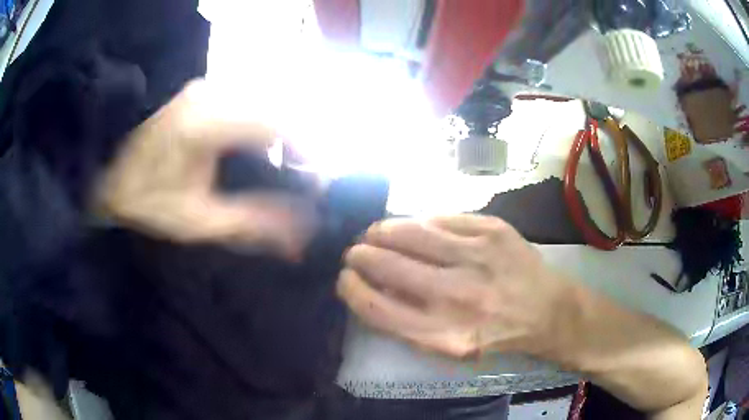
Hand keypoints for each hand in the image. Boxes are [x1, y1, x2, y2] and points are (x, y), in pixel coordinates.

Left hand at [95, 80, 316, 258]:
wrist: (107, 175)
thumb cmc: (145, 201)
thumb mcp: (196, 222)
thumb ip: (251, 223)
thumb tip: (300, 232)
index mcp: (204, 124)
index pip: (276, 124)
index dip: (307, 150)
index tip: (320, 181)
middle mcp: (210, 94)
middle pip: (275, 109)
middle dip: (299, 143)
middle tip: (306, 178)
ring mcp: (206, 88)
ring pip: (263, 103)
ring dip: (282, 133)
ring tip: (288, 166)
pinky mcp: (203, 91)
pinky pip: (247, 102)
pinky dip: (262, 126)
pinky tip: (260, 149)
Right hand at [337, 214, 573, 357]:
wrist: (547, 311)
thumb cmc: (495, 335)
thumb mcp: (449, 347)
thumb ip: (407, 322)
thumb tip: (372, 286)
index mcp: (440, 334)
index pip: (375, 307)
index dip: (351, 288)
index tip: (345, 278)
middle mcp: (456, 296)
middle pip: (386, 265)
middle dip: (360, 255)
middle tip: (356, 251)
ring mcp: (476, 257)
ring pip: (409, 232)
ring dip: (382, 230)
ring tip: (376, 233)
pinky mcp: (492, 231)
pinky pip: (441, 219)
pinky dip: (421, 223)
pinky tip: (417, 228)